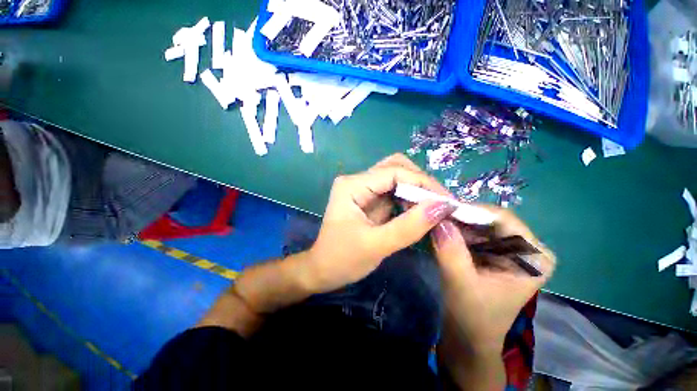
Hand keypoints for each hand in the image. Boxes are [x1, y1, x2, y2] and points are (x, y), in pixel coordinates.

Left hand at [303, 154, 455, 293]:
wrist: (323, 270)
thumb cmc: (342, 260)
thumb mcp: (376, 245)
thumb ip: (409, 226)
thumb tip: (442, 206)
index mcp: (352, 185)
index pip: (394, 172)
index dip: (423, 183)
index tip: (448, 202)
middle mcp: (357, 181)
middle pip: (396, 167)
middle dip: (421, 183)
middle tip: (441, 204)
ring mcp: (363, 189)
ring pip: (397, 177)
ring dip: (417, 190)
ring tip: (435, 209)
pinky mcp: (369, 199)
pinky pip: (394, 192)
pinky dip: (410, 199)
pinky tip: (421, 212)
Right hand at [432, 207, 555, 352]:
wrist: (469, 335)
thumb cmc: (473, 316)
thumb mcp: (461, 283)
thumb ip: (451, 251)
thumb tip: (439, 219)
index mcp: (534, 256)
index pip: (503, 219)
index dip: (471, 211)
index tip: (443, 210)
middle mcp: (525, 247)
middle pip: (489, 219)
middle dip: (460, 217)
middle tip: (434, 216)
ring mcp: (508, 248)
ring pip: (477, 224)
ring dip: (454, 223)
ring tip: (433, 223)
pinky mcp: (492, 251)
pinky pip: (470, 232)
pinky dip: (453, 231)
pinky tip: (439, 233)